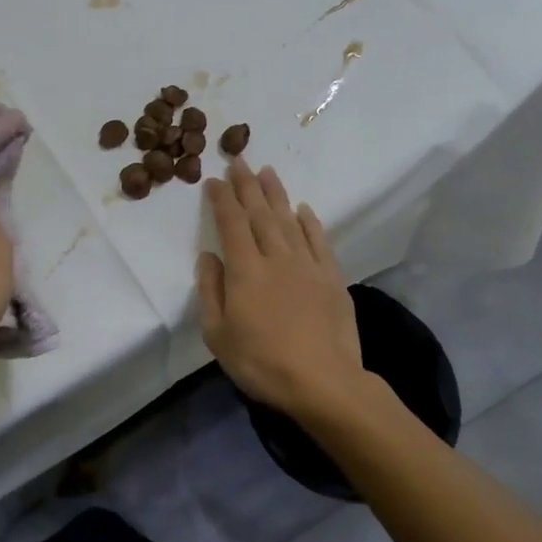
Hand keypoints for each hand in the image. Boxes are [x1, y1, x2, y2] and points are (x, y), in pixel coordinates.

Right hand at [197, 161, 366, 419]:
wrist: (324, 382)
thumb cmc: (261, 362)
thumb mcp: (218, 334)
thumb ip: (210, 291)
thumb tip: (209, 256)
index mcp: (245, 269)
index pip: (231, 223)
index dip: (222, 199)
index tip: (214, 179)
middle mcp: (276, 257)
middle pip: (259, 213)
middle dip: (247, 185)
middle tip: (239, 159)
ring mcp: (307, 265)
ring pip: (289, 220)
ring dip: (276, 194)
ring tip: (268, 171)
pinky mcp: (332, 278)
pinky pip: (319, 241)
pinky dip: (310, 222)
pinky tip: (303, 209)